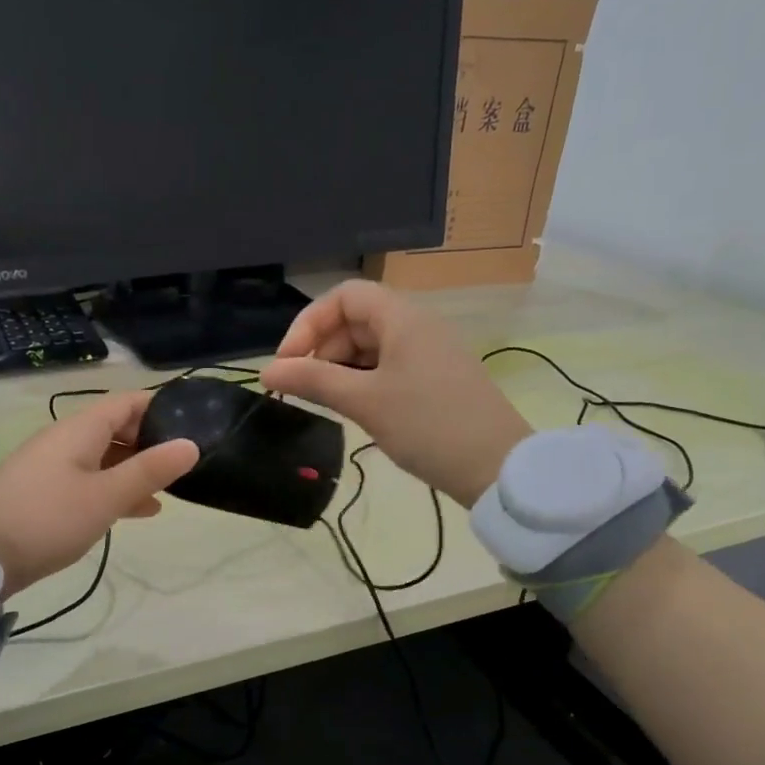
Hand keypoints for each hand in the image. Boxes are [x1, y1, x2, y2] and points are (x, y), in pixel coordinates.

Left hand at [0, 390, 198, 599]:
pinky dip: (114, 489)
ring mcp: (51, 467)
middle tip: (185, 463)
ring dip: (135, 470)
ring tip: (169, 490)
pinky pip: (89, 480)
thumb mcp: (106, 497)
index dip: (160, 407)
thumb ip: (149, 471)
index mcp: (79, 430)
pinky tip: (138, 510)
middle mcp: (64, 440)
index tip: (193, 422)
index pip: (126, 402)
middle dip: (150, 442)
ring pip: (103, 458)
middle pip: (115, 428)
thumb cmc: (47, 519)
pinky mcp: (44, 493)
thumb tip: (191, 444)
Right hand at [258, 281, 530, 506]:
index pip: (344, 296)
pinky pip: (387, 367)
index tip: (287, 362)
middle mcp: (416, 325)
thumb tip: (267, 371)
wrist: (496, 467)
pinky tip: (352, 408)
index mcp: (402, 317)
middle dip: (321, 348)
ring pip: (370, 346)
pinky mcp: (434, 379)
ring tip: (322, 402)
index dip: (308, 323)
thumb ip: (313, 380)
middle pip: (355, 320)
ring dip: (339, 368)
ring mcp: (428, 353)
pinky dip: (362, 381)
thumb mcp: (364, 401)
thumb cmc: (428, 426)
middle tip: (301, 388)